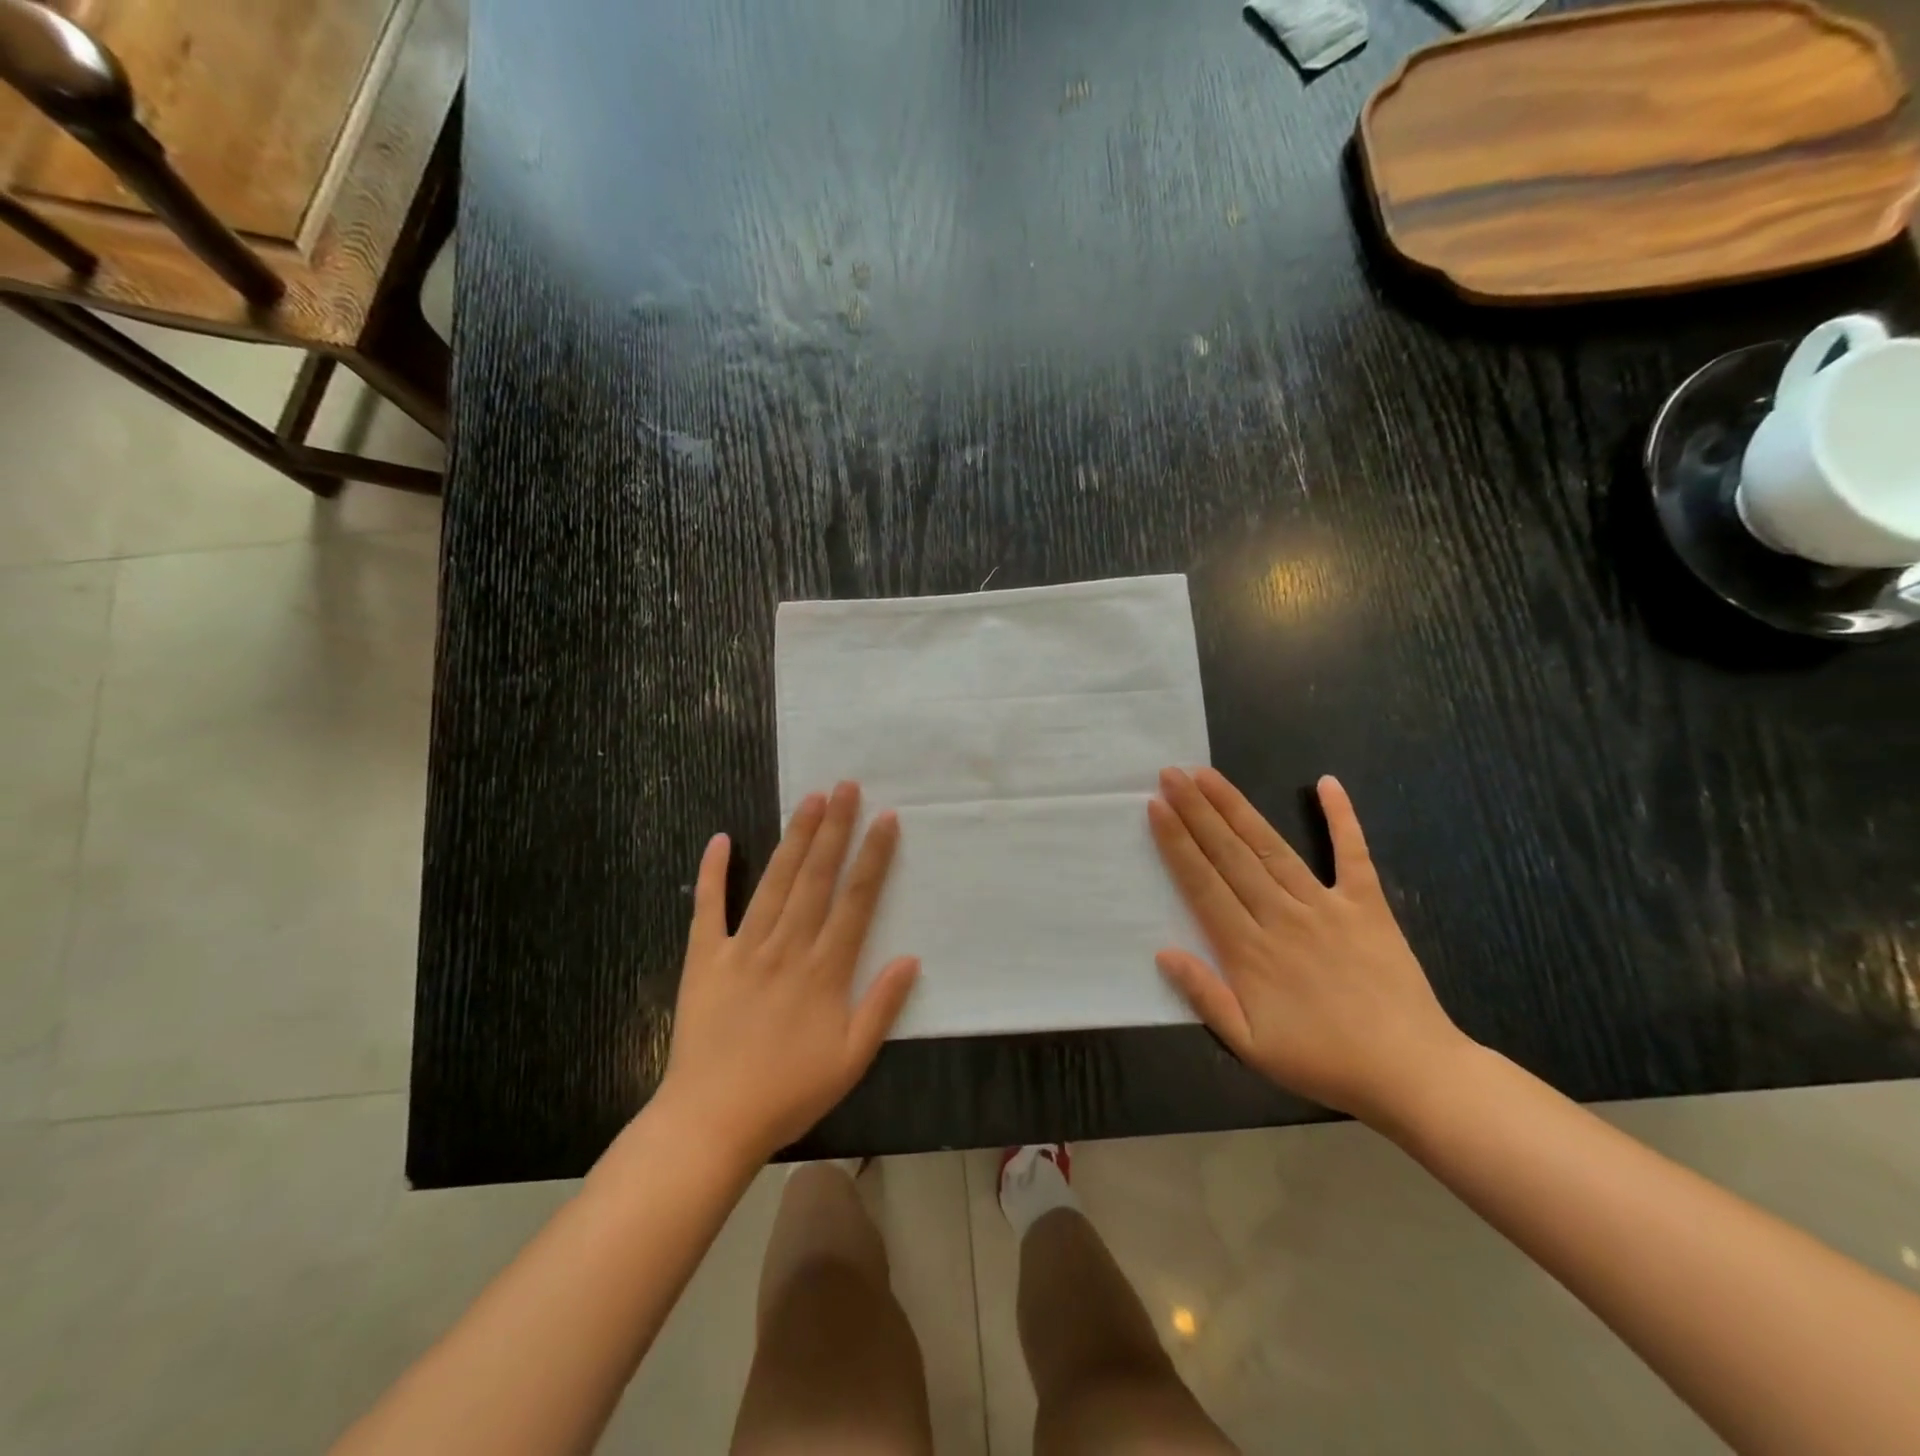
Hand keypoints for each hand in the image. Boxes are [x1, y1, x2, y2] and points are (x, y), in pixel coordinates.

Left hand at [658, 782, 918, 1163]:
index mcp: (825, 969)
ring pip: (775, 882)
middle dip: (834, 829)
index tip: (885, 819)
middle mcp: (788, 947)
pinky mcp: (705, 958)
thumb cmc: (788, 1092)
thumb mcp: (851, 1060)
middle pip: (817, 877)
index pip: (856, 900)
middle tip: (846, 786)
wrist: (711, 1121)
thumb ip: (882, 1006)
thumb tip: (911, 958)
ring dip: (794, 838)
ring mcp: (743, 948)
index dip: (873, 857)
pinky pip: (709, 908)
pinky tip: (721, 839)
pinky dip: (713, 873)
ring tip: (809, 799)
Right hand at [1148, 767, 1470, 1127]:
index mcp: (1250, 950)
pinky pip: (1353, 854)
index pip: (1203, 884)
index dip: (1177, 843)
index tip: (1156, 806)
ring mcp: (1326, 906)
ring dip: (1237, 808)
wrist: (1412, 1074)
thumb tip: (1163, 952)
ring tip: (1209, 775)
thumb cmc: (1324, 1061)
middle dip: (1196, 811)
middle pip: (1230, 855)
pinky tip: (1327, 784)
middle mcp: (1282, 916)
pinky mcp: (1367, 905)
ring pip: (1271, 847)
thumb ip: (1206, 997)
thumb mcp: (1251, 1046)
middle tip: (1171, 774)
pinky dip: (1342, 818)